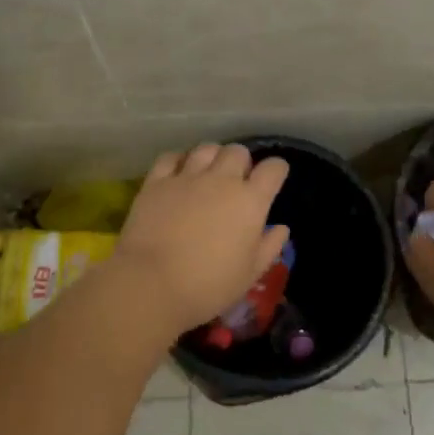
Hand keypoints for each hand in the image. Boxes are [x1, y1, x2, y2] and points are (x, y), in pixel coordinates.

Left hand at [109, 144, 290, 342]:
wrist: (152, 284)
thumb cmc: (209, 285)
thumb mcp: (250, 274)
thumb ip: (269, 247)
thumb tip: (281, 228)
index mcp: (250, 201)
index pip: (273, 169)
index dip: (276, 170)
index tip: (273, 179)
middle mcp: (221, 180)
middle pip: (238, 151)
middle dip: (242, 161)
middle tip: (237, 180)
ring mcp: (187, 177)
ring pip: (206, 148)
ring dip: (212, 157)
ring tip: (208, 173)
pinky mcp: (156, 182)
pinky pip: (171, 157)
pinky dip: (179, 160)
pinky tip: (179, 173)